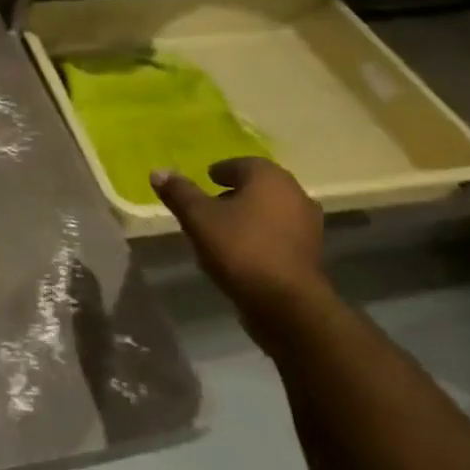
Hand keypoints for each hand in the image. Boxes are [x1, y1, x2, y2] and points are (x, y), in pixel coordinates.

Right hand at [151, 158, 329, 343]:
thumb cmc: (240, 248)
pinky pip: (279, 235)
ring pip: (270, 212)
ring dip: (249, 216)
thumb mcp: (198, 217)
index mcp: (269, 177)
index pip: (241, 164)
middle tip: (209, 205)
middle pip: (258, 187)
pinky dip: (261, 236)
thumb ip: (179, 192)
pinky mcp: (311, 254)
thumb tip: (158, 171)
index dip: (220, 172)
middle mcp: (295, 194)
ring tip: (222, 230)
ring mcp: (308, 226)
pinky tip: (241, 252)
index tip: (205, 181)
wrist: (287, 305)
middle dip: (235, 194)